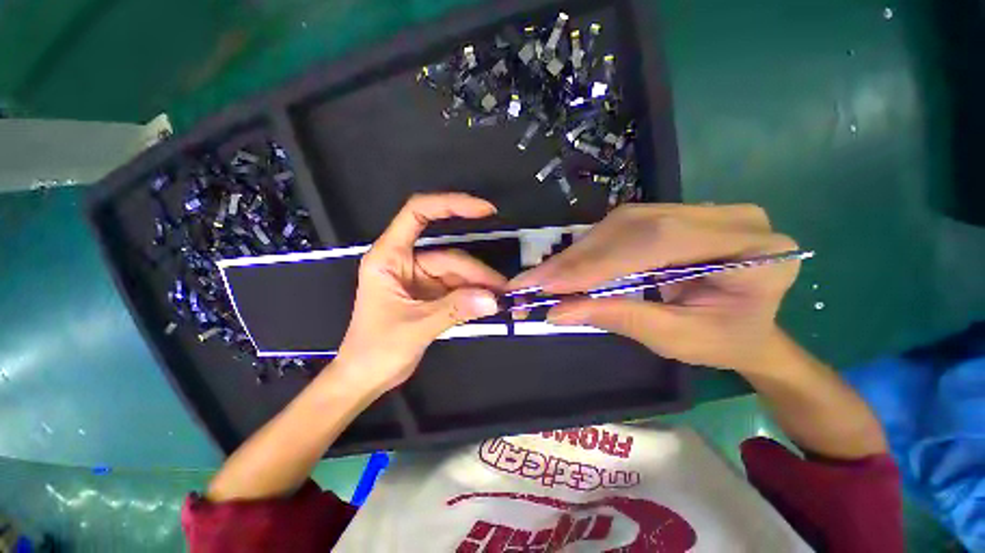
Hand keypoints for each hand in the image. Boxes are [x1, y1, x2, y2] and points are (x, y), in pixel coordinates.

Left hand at [333, 193, 504, 392]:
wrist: (366, 378)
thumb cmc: (375, 350)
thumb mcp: (415, 327)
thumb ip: (454, 310)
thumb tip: (493, 300)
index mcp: (389, 257)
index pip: (417, 214)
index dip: (450, 205)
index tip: (485, 210)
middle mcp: (407, 262)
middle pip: (449, 256)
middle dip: (477, 273)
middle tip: (504, 291)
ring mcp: (421, 279)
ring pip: (458, 274)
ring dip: (480, 286)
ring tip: (501, 300)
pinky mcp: (431, 295)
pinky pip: (458, 289)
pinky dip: (474, 296)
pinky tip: (489, 304)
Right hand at [509, 204, 800, 372]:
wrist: (748, 329)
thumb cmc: (723, 340)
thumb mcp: (675, 339)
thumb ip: (619, 318)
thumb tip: (558, 311)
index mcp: (752, 250)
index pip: (656, 242)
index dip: (597, 263)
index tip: (548, 284)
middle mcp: (728, 217)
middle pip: (634, 226)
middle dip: (579, 258)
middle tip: (535, 281)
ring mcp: (700, 210)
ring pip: (622, 222)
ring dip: (579, 253)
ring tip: (546, 277)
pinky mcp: (675, 215)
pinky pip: (622, 227)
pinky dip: (590, 250)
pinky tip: (568, 267)